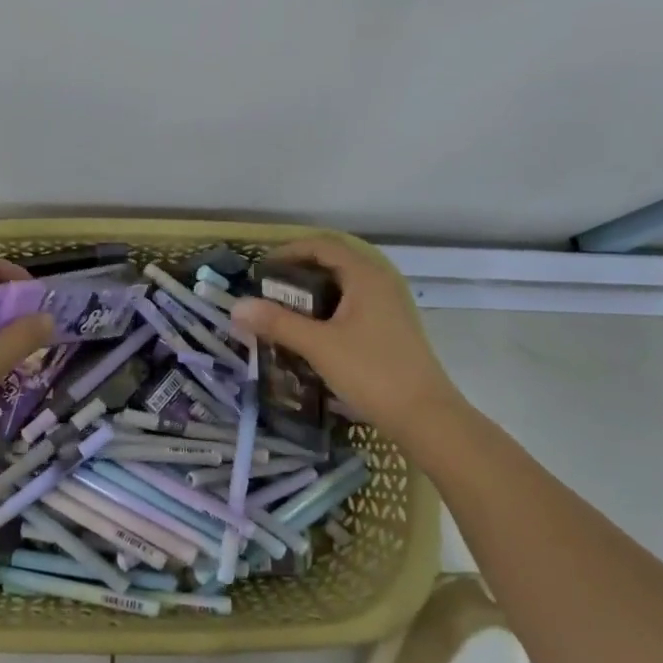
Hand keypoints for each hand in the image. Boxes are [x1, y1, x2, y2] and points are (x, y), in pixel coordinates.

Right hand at [230, 237, 464, 448]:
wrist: (425, 416)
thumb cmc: (371, 372)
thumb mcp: (318, 346)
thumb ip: (277, 323)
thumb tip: (236, 306)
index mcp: (366, 276)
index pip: (322, 246)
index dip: (289, 252)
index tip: (262, 269)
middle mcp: (380, 282)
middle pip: (334, 263)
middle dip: (298, 272)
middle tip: (268, 290)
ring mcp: (389, 306)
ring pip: (344, 286)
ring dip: (313, 293)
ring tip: (284, 311)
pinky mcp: (391, 328)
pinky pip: (353, 305)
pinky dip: (328, 309)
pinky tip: (313, 333)